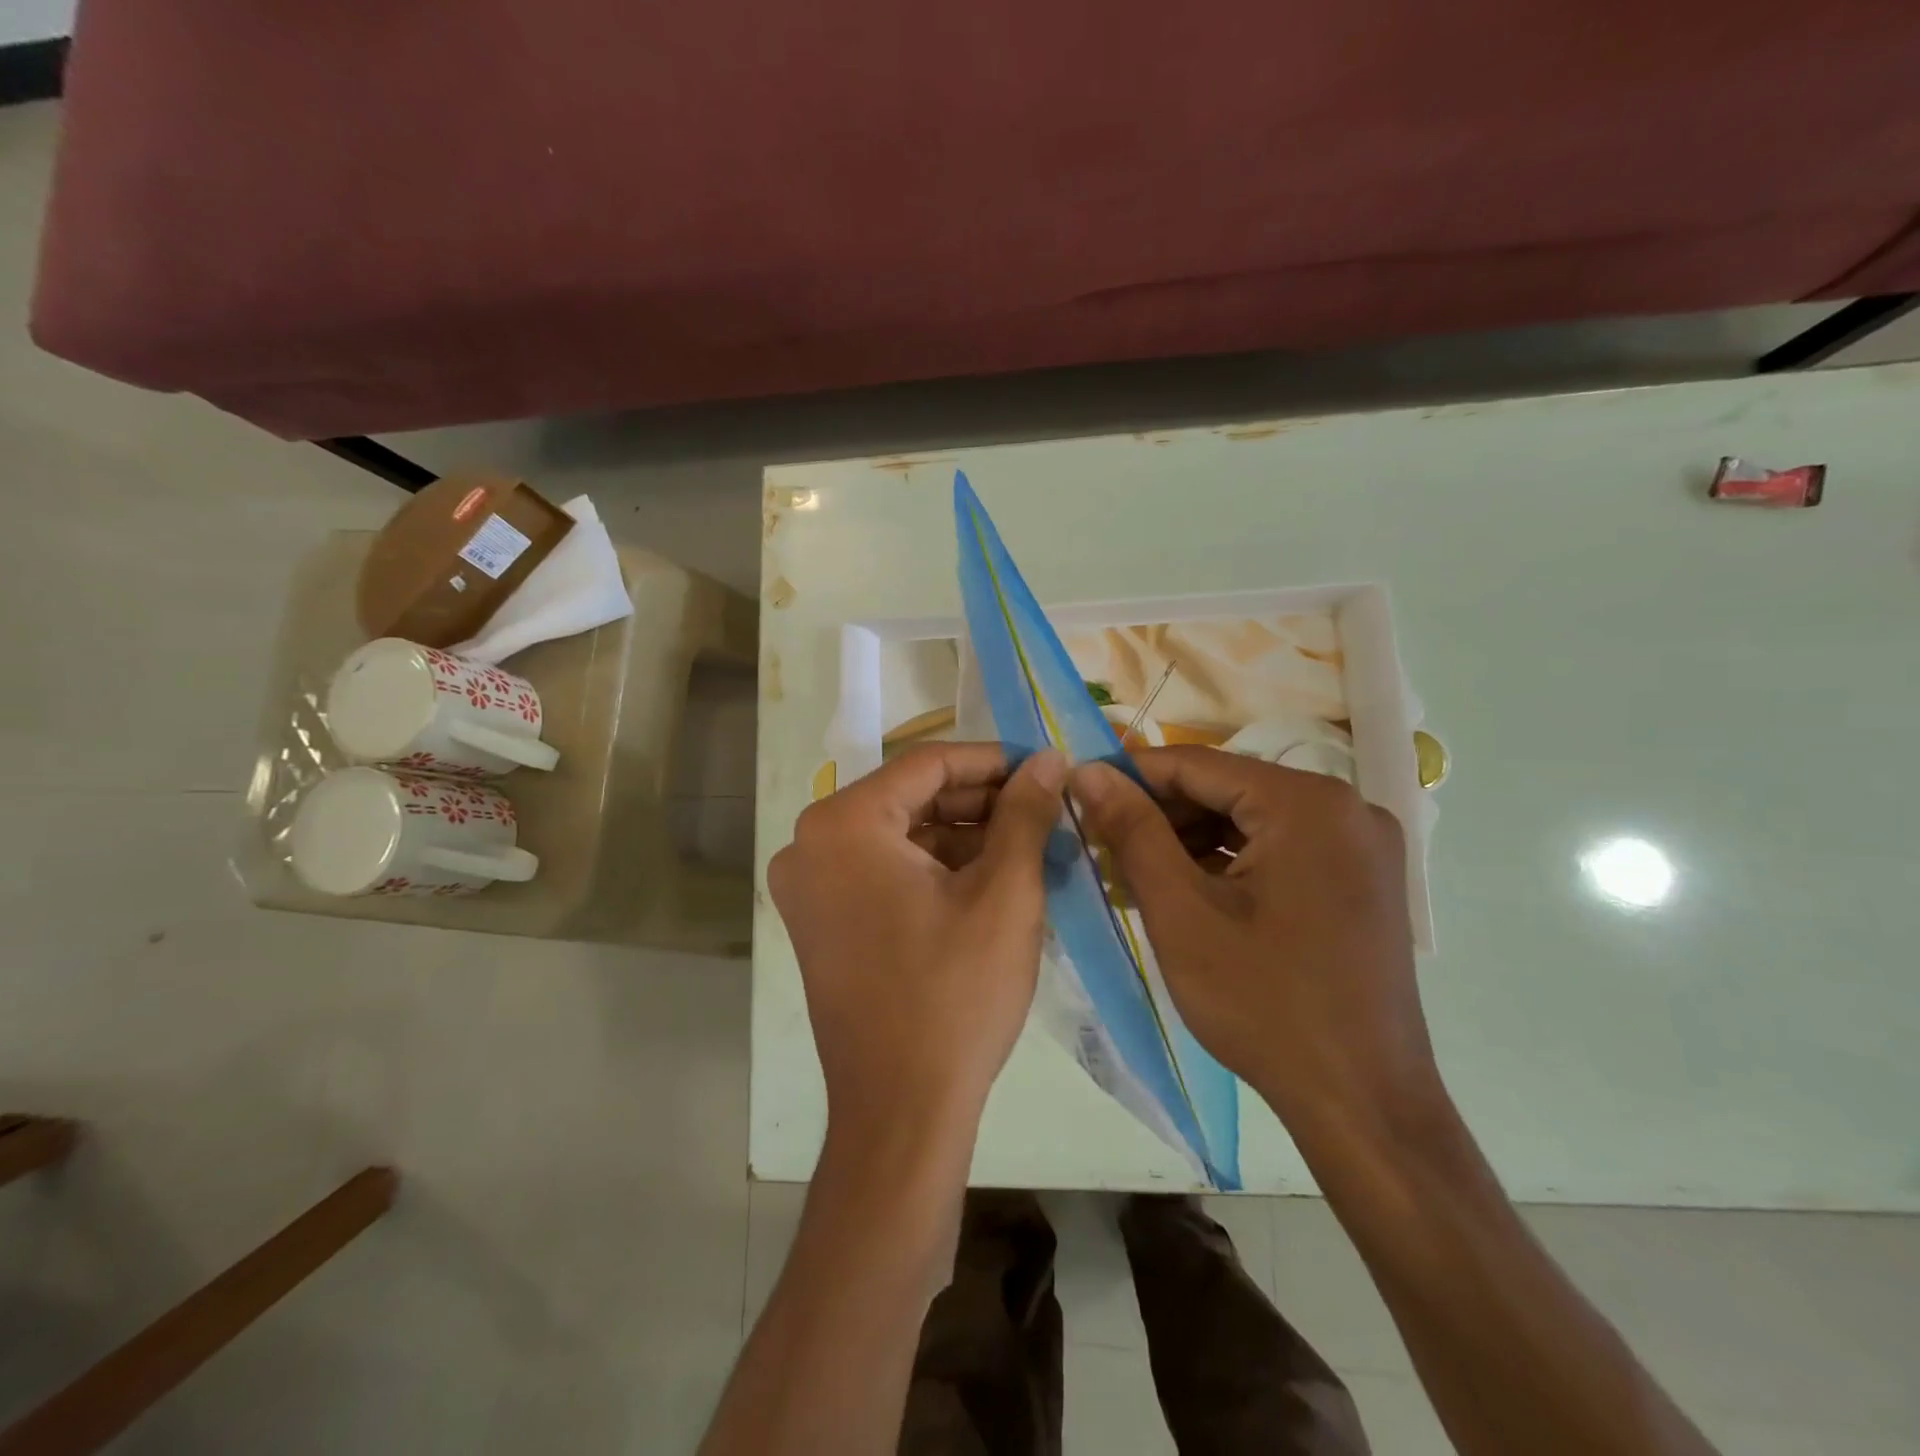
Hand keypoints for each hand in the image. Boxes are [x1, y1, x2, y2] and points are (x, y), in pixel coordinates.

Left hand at [770, 743, 1067, 1145]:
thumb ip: (1025, 813)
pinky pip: (883, 871)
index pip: (928, 765)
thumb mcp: (1004, 893)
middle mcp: (810, 844)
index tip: (1044, 768)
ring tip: (1029, 845)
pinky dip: (934, 869)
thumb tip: (1048, 758)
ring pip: (899, 836)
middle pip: (910, 798)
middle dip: (980, 802)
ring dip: (962, 837)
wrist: (901, 1110)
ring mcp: (809, 886)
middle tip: (1044, 809)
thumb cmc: (955, 994)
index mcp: (843, 824)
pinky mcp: (821, 921)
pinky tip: (989, 879)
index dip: (993, 761)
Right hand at [1069, 747, 1437, 1138]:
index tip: (1079, 794)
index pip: (1198, 763)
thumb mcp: (1181, 912)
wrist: (1363, 1103)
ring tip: (1134, 873)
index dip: (1130, 776)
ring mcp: (1361, 845)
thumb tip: (1088, 770)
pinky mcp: (1361, 879)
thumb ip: (1132, 830)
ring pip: (1251, 819)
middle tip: (1103, 846)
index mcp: (1309, 803)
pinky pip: (1279, 849)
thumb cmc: (1264, 1004)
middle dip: (1161, 815)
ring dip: (1190, 840)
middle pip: (1228, 789)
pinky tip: (1186, 892)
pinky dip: (1229, 862)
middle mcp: (1346, 807)